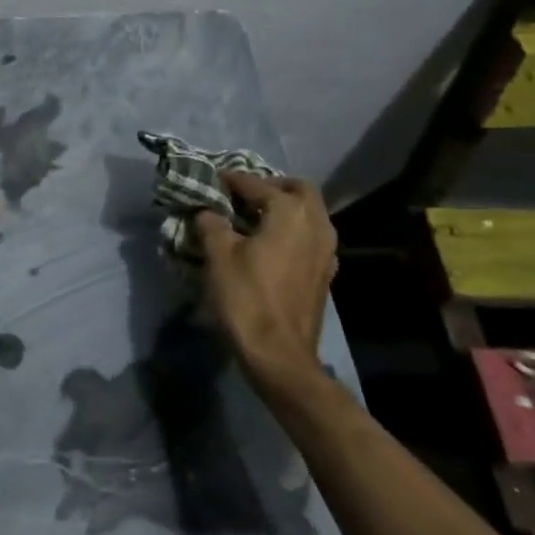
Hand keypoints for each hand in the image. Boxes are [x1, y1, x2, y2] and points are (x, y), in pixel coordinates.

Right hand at [195, 174, 337, 394]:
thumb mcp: (218, 255)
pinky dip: (291, 230)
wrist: (279, 354)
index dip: (232, 180)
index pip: (257, 184)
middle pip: (298, 189)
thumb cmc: (246, 298)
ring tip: (251, 219)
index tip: (212, 181)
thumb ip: (212, 224)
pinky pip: (310, 236)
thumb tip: (208, 212)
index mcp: (290, 212)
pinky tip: (268, 245)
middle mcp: (316, 224)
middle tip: (242, 195)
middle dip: (270, 186)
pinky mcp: (325, 272)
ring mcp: (326, 250)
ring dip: (284, 208)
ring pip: (309, 213)